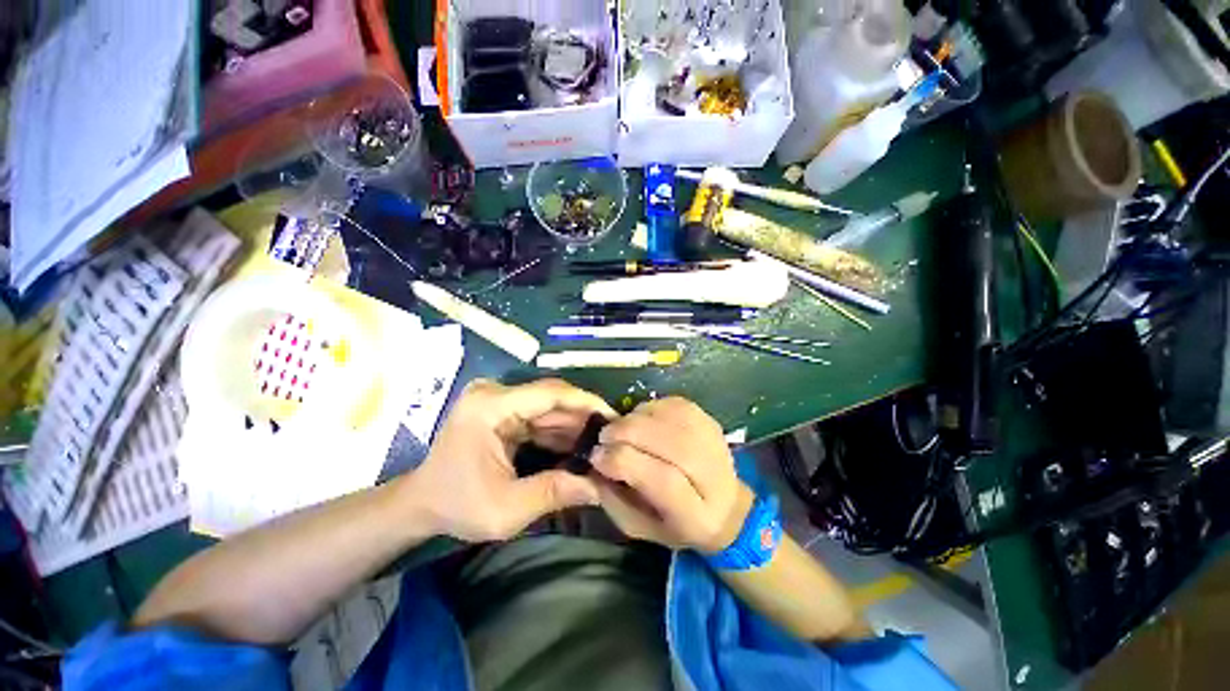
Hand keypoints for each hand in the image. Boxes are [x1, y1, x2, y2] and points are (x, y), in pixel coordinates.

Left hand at [410, 378, 615, 541]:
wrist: (422, 503)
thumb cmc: (457, 506)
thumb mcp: (505, 510)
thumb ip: (554, 493)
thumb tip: (599, 487)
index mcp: (490, 406)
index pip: (549, 393)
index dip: (585, 402)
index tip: (612, 417)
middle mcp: (495, 393)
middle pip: (551, 397)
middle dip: (583, 417)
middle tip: (610, 437)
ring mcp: (497, 399)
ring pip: (549, 406)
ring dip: (573, 424)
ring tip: (598, 444)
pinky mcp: (502, 408)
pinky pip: (540, 414)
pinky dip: (559, 430)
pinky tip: (577, 445)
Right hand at [591, 397, 752, 552]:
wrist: (724, 505)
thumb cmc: (676, 523)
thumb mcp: (639, 526)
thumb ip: (614, 500)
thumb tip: (595, 464)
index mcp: (696, 515)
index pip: (663, 480)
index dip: (623, 462)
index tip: (596, 456)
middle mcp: (712, 474)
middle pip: (666, 441)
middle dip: (625, 433)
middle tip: (604, 437)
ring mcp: (713, 441)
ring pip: (668, 416)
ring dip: (634, 418)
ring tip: (621, 430)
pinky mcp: (708, 419)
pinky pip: (671, 404)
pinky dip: (648, 408)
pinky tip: (640, 420)